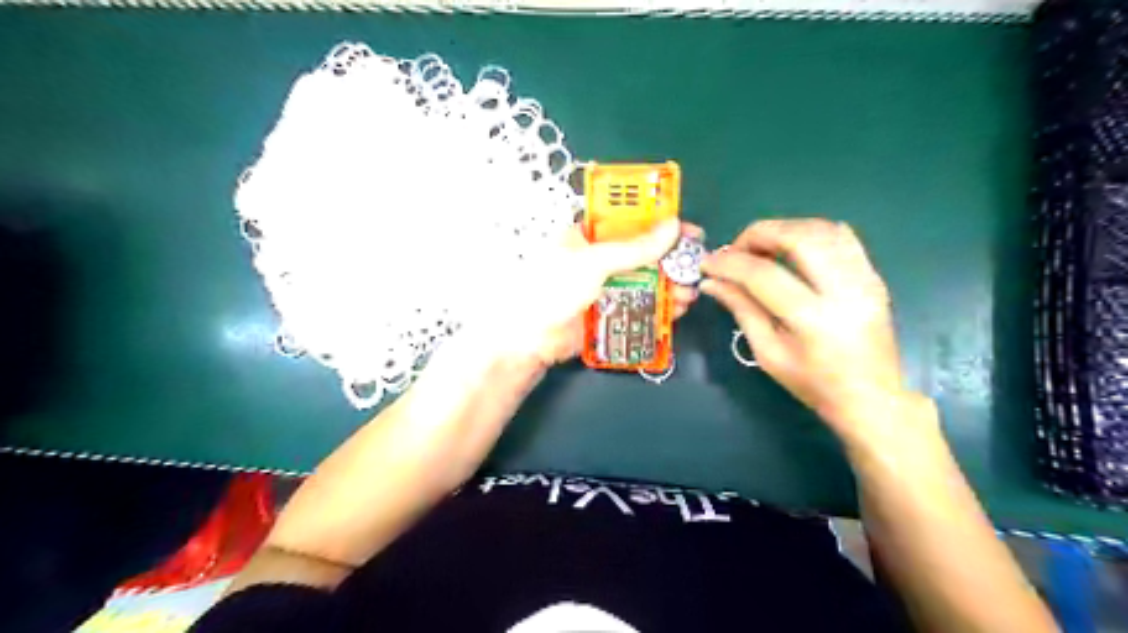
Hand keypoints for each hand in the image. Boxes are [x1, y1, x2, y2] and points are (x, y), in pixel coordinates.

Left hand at [466, 221, 697, 368]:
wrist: (530, 340)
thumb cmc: (553, 289)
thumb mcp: (594, 262)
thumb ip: (634, 248)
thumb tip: (673, 227)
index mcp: (587, 234)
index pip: (630, 220)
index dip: (660, 223)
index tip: (688, 230)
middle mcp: (599, 257)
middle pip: (643, 253)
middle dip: (671, 260)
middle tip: (696, 266)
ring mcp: (605, 286)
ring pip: (646, 280)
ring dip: (669, 285)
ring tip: (689, 293)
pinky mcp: (610, 311)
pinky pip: (640, 304)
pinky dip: (659, 307)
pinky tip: (676, 310)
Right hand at [704, 220, 905, 433]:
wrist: (870, 398)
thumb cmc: (813, 384)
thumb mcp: (768, 353)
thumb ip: (741, 310)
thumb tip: (711, 282)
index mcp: (812, 320)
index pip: (763, 275)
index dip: (729, 263)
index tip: (707, 263)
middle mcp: (844, 291)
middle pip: (798, 237)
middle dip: (758, 234)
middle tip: (736, 251)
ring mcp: (864, 280)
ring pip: (822, 229)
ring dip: (784, 230)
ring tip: (761, 249)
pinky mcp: (873, 276)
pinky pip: (842, 237)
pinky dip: (810, 233)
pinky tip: (792, 248)